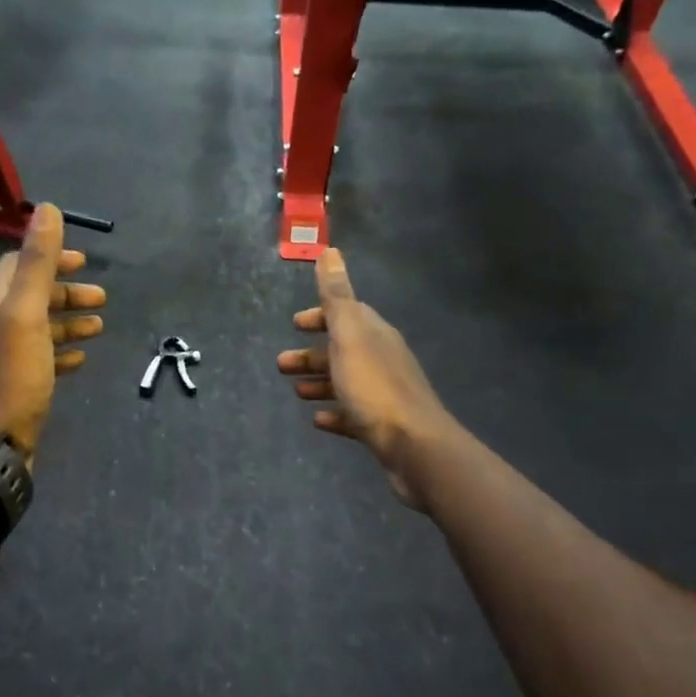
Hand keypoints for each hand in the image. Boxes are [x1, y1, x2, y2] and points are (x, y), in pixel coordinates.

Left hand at [0, 203, 104, 458]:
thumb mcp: (25, 312)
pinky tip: (81, 360)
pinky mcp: (12, 386)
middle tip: (103, 298)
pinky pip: (40, 359)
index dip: (51, 258)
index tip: (85, 261)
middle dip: (67, 292)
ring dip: (69, 322)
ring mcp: (0, 357)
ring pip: (39, 329)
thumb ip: (37, 262)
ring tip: (100, 325)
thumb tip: (46, 208)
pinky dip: (61, 353)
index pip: (18, 264)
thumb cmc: (10, 374)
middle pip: (31, 296)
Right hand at [278, 248, 454, 509]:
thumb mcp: (349, 335)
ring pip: (345, 382)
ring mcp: (383, 394)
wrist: (414, 446)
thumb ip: (337, 296)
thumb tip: (330, 250)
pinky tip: (318, 419)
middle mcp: (382, 359)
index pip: (347, 315)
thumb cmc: (374, 387)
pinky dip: (334, 413)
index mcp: (374, 335)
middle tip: (281, 364)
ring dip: (319, 382)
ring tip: (295, 391)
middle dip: (312, 354)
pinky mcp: (382, 426)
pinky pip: (352, 414)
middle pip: (342, 350)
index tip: (295, 323)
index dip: (320, 316)